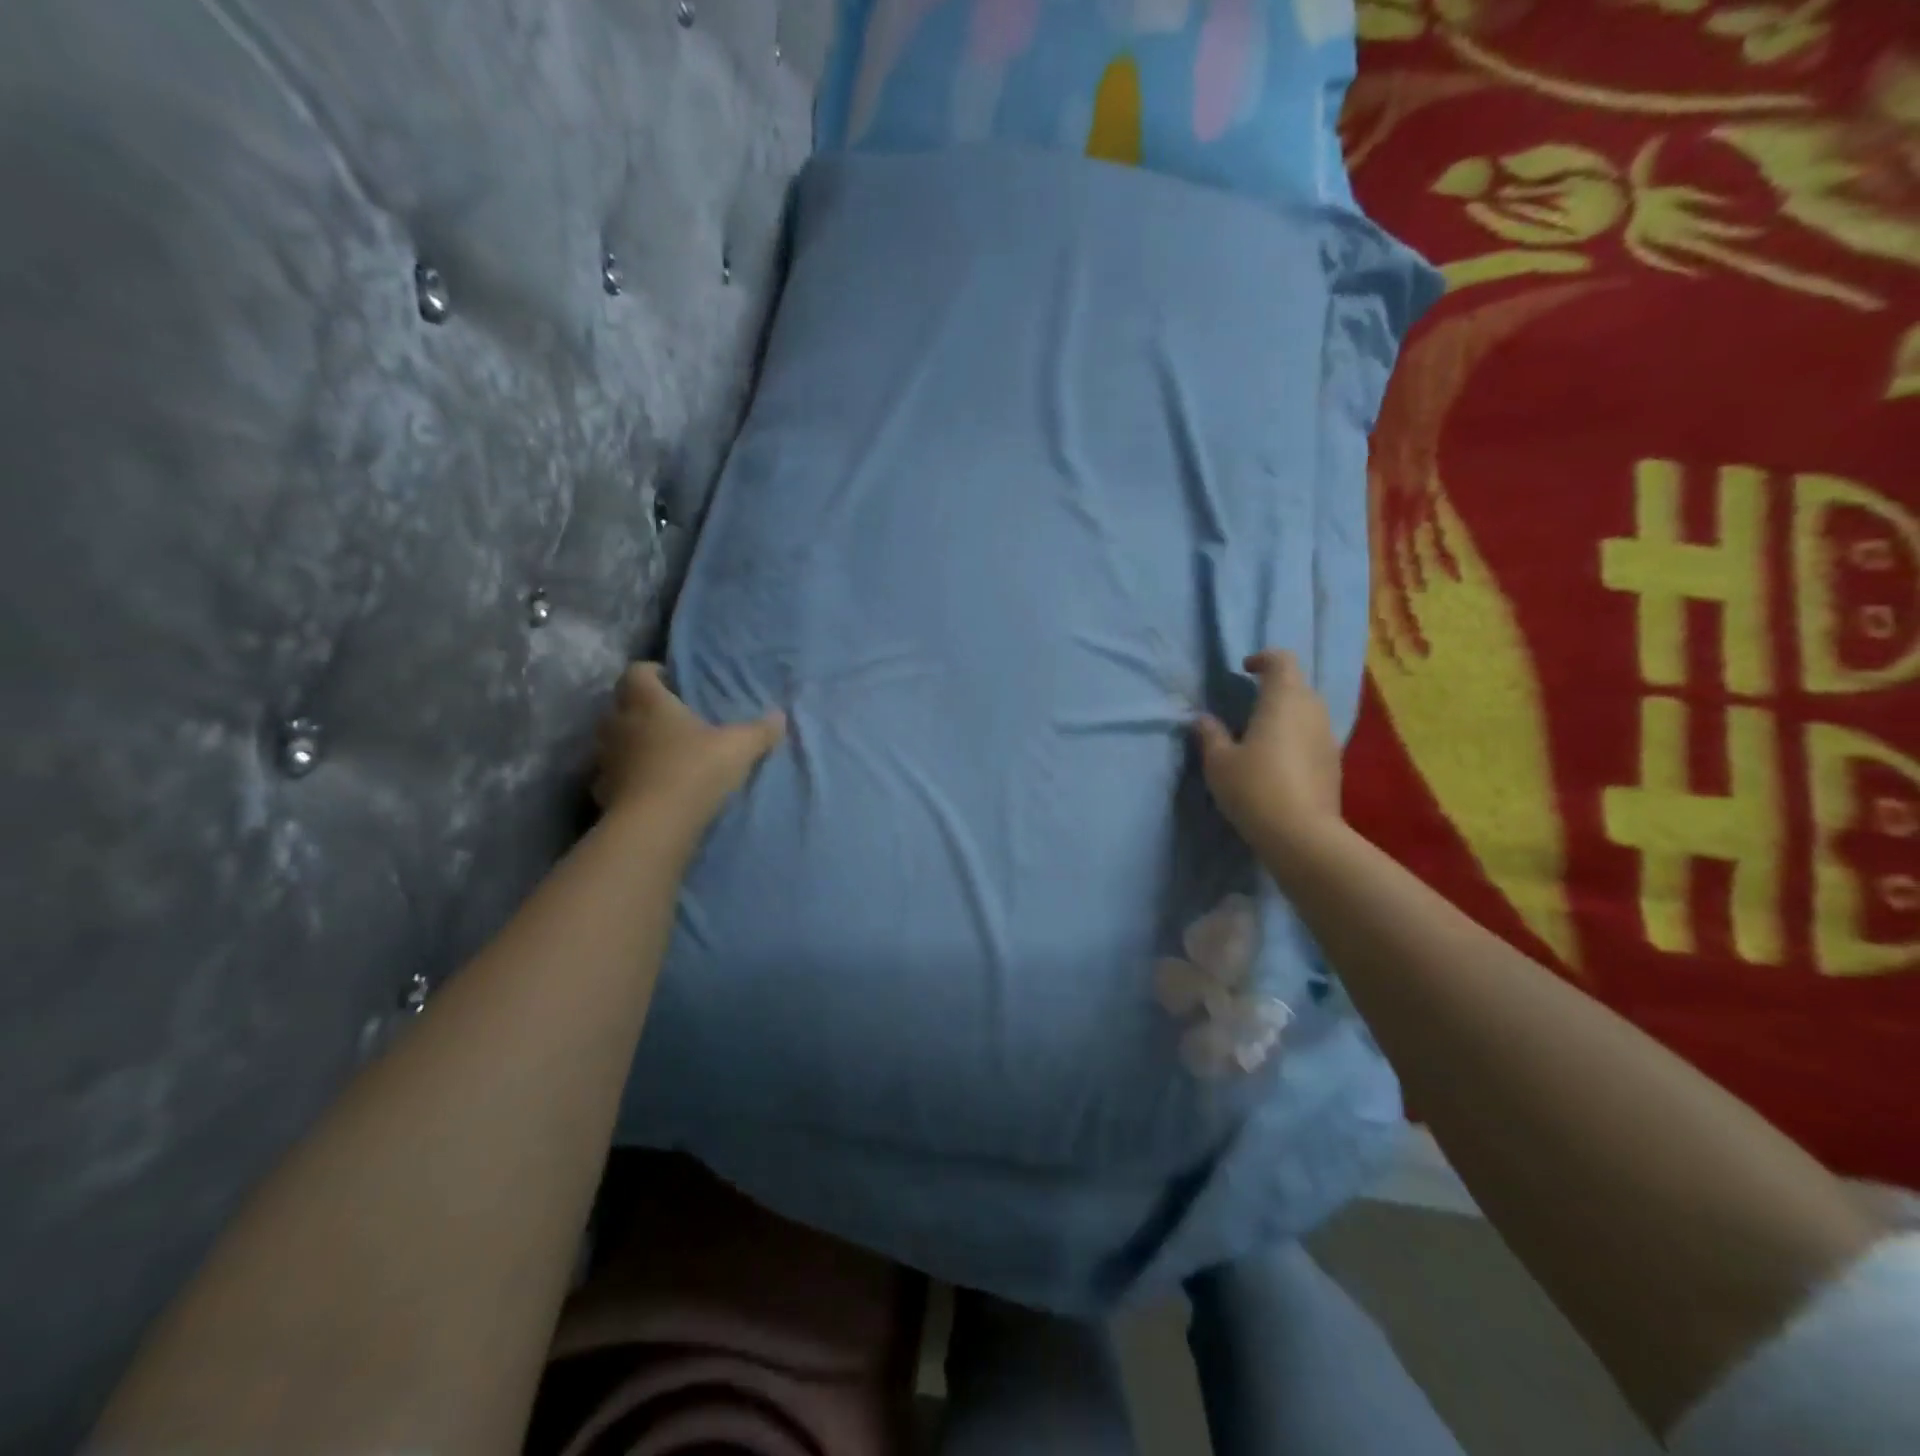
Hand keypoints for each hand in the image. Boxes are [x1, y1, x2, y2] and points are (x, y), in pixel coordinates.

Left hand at [593, 664, 785, 829]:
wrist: (655, 825)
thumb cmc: (695, 770)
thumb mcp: (739, 748)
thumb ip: (760, 731)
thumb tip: (781, 716)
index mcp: (648, 702)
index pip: (637, 672)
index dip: (652, 673)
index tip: (673, 682)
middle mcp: (619, 723)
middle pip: (620, 703)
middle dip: (640, 707)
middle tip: (669, 717)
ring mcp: (606, 758)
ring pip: (613, 739)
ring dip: (630, 741)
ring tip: (659, 752)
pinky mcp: (602, 790)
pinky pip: (611, 774)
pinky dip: (625, 775)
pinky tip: (646, 785)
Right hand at [1193, 650, 1343, 863]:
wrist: (1301, 835)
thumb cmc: (1254, 787)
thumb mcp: (1219, 761)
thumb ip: (1210, 734)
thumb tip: (1202, 719)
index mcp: (1283, 699)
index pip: (1281, 660)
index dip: (1263, 659)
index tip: (1244, 670)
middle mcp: (1312, 711)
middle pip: (1297, 685)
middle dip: (1274, 689)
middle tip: (1246, 706)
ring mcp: (1328, 738)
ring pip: (1307, 712)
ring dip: (1285, 715)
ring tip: (1259, 736)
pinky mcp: (1334, 764)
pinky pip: (1313, 737)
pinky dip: (1295, 739)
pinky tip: (1277, 763)